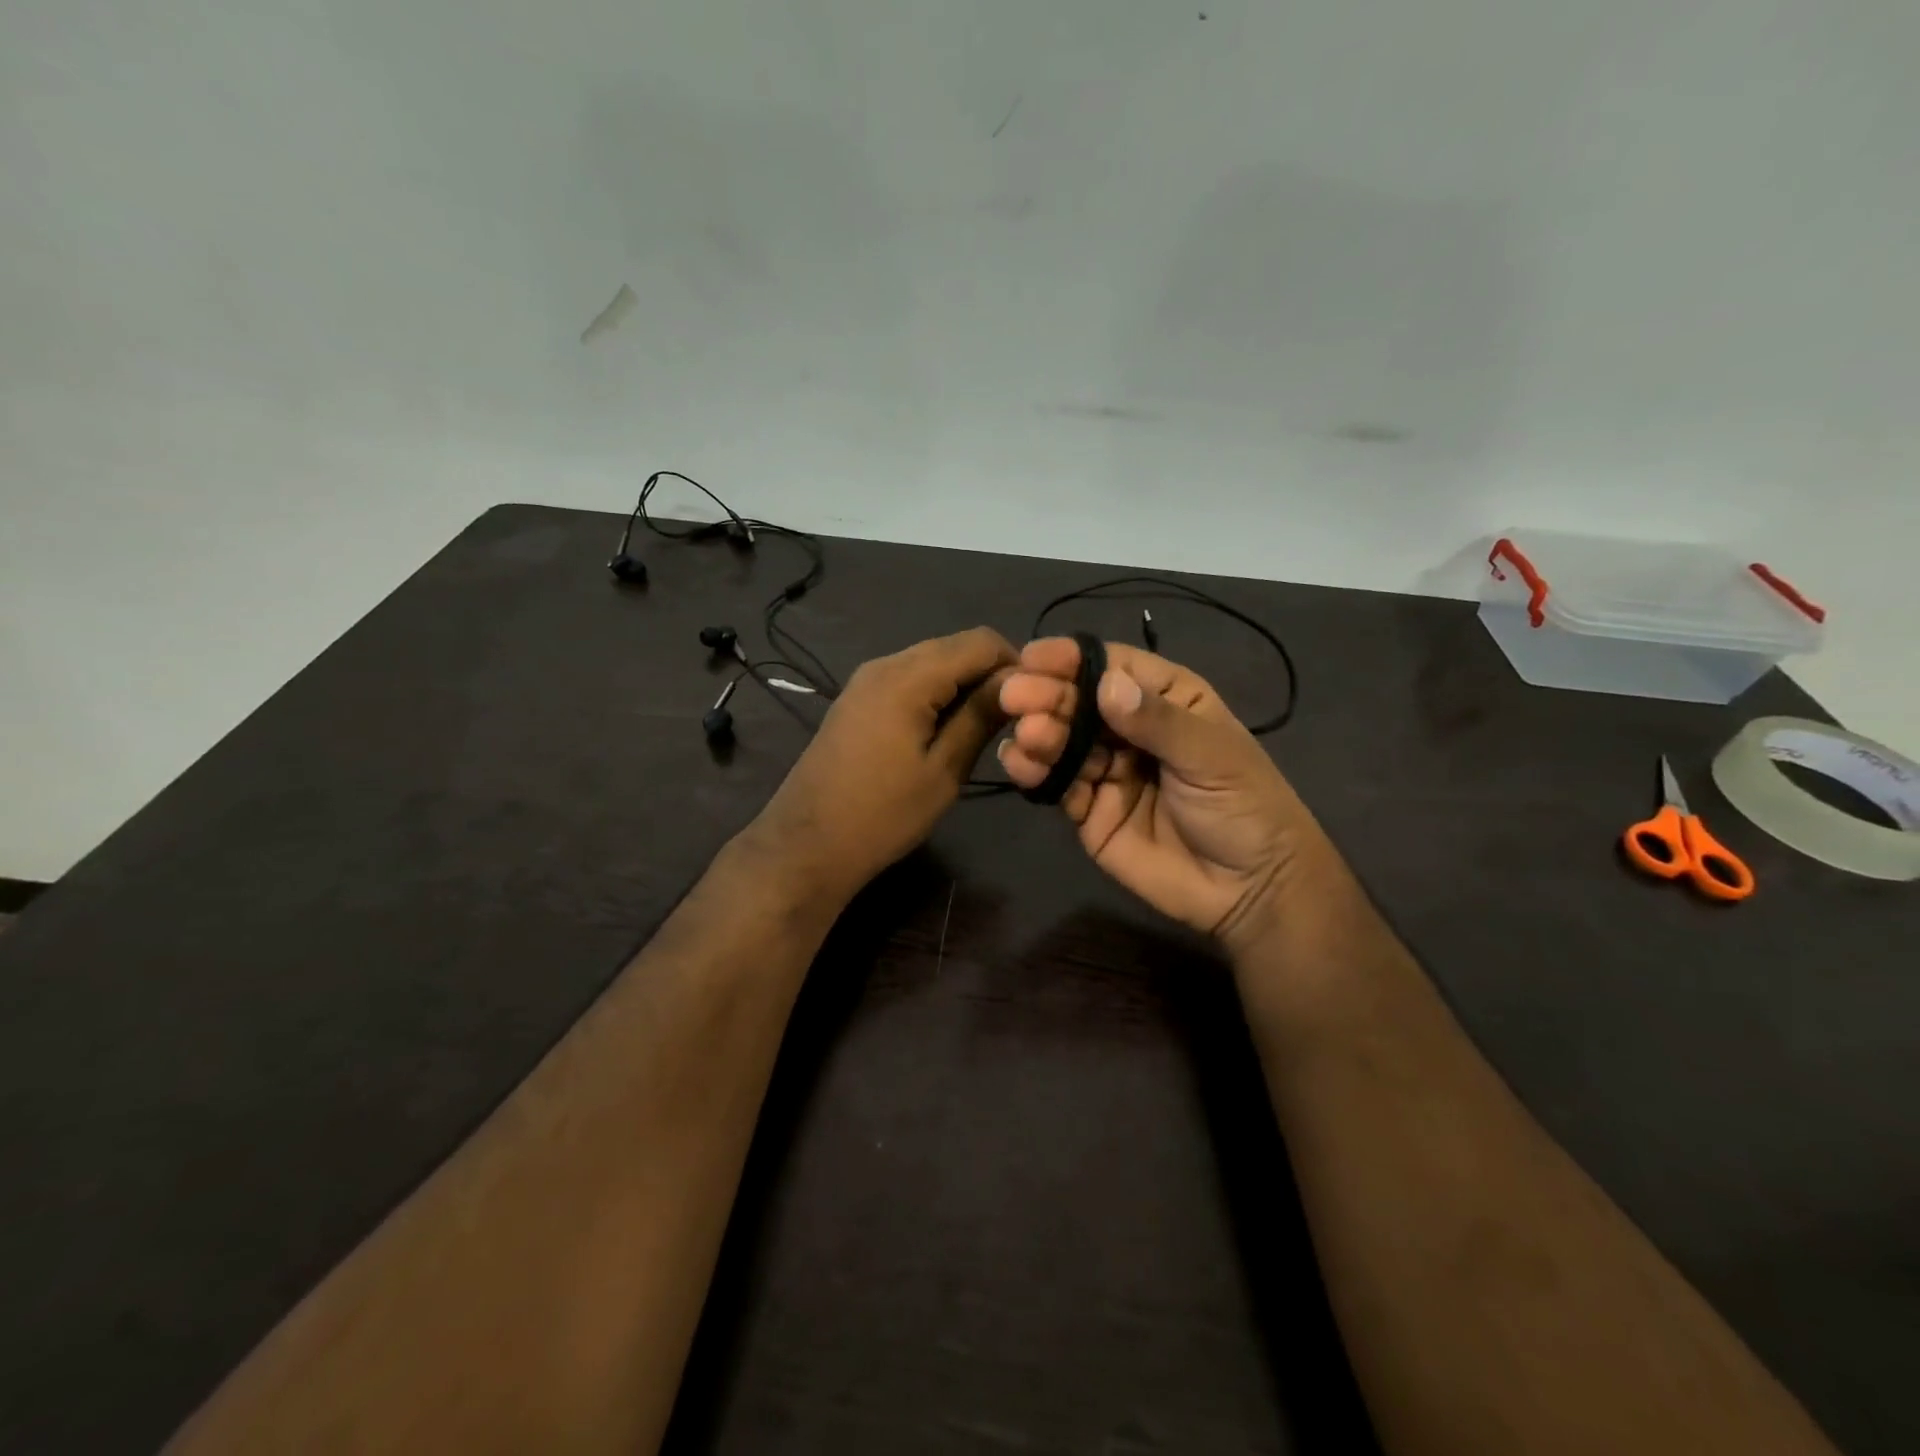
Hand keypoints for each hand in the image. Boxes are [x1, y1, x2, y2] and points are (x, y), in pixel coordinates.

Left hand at [749, 627, 1017, 902]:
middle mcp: (885, 664)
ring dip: (962, 684)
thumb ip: (980, 717)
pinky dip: (936, 693)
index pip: (980, 641)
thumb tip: (1017, 683)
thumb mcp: (944, 770)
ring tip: (983, 727)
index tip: (1034, 702)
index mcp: (908, 677)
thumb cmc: (882, 814)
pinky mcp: (857, 699)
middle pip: (954, 646)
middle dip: (989, 673)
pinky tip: (945, 729)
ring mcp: (866, 680)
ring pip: (931, 662)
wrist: (807, 844)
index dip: (1015, 663)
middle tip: (1013, 718)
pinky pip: (908, 679)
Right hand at [997, 638, 1330, 947]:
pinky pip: (1056, 784)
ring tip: (1027, 736)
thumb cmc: (1244, 808)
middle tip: (1014, 695)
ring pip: (1062, 742)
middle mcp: (1129, 728)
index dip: (1073, 659)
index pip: (1113, 667)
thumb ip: (1157, 721)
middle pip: (1079, 702)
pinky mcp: (1088, 810)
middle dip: (1047, 696)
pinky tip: (1019, 763)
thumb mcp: (1211, 756)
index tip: (1034, 657)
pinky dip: (1034, 772)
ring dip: (1038, 734)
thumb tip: (1106, 685)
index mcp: (1166, 699)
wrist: (1250, 891)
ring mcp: (1106, 770)